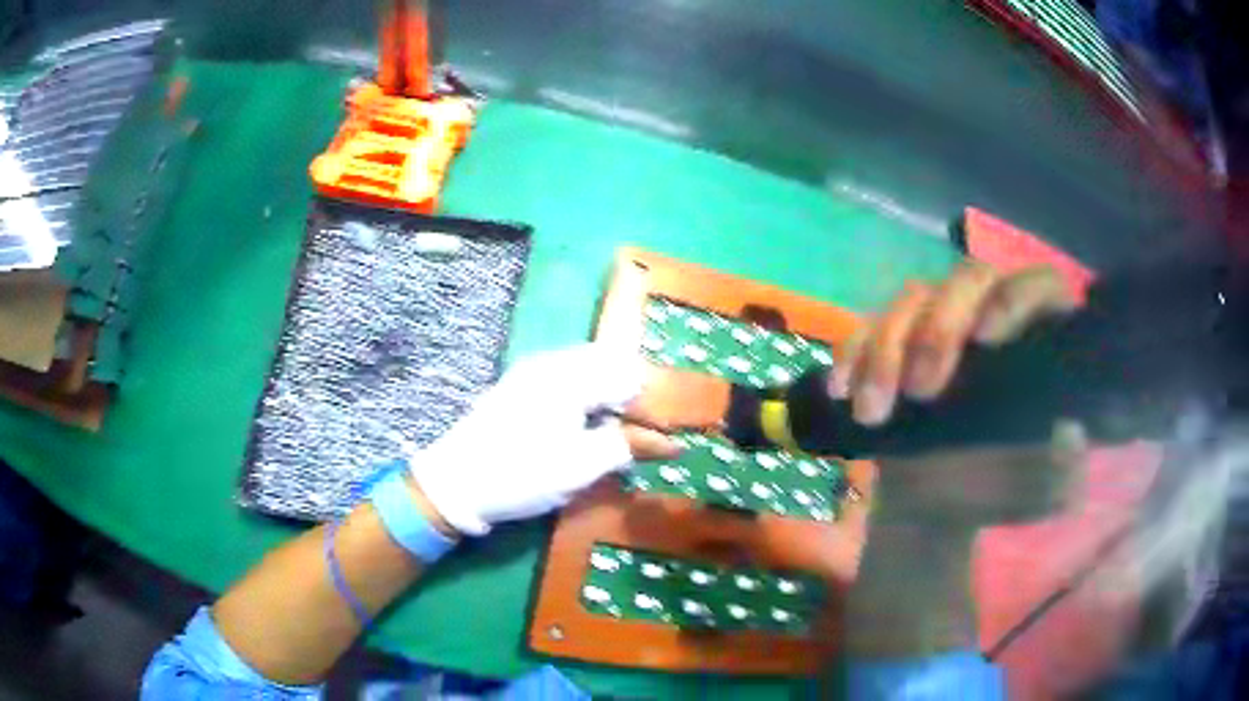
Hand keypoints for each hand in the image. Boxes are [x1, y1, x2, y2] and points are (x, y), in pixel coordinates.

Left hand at [408, 343, 677, 535]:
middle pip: (610, 365)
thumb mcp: (581, 466)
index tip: (667, 437)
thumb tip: (672, 442)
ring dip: (610, 399)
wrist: (454, 484)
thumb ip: (629, 446)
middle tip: (646, 436)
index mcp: (570, 374)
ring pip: (588, 372)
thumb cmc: (521, 473)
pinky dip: (587, 401)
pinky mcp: (519, 388)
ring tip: (620, 435)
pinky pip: (567, 382)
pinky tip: (587, 428)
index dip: (654, 405)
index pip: (630, 375)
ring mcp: (531, 373)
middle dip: (633, 398)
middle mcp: (552, 362)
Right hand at [832, 262, 1087, 522]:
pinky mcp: (896, 342)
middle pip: (967, 279)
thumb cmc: (994, 493)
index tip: (987, 339)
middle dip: (938, 329)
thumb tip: (1069, 433)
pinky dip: (851, 354)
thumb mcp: (1035, 491)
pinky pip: (867, 326)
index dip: (1016, 298)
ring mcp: (940, 323)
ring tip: (871, 412)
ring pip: (913, 299)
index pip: (1039, 286)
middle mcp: (991, 315)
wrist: (936, 506)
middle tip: (921, 391)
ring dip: (886, 350)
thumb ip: (1059, 472)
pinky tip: (841, 392)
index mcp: (1037, 340)